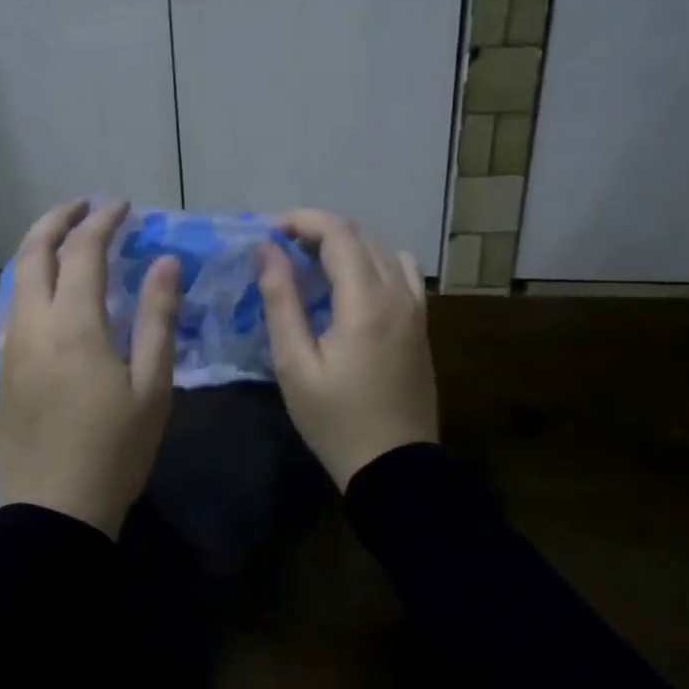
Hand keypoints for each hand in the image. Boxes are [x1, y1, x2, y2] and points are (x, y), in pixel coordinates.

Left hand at [0, 199, 181, 538]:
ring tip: (65, 238)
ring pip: (15, 278)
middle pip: (33, 252)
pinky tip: (46, 293)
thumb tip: (165, 262)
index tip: (123, 205)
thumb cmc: (113, 451)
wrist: (51, 512)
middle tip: (84, 206)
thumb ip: (158, 318)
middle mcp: (33, 324)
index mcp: (73, 324)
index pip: (82, 251)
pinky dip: (27, 281)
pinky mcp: (2, 370)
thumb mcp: (152, 387)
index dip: (102, 221)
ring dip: (38, 248)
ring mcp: (11, 347)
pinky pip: (10, 307)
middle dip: (57, 219)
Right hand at [257, 210, 438, 490]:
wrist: (395, 466)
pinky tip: (349, 285)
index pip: (338, 233)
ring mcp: (416, 307)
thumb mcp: (294, 364)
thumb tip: (267, 250)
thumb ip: (281, 300)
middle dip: (318, 230)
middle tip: (280, 248)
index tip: (269, 232)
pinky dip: (371, 261)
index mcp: (366, 301)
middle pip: (360, 235)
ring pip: (381, 249)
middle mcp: (398, 293)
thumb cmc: (336, 419)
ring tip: (311, 263)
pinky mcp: (421, 322)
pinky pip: (400, 271)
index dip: (301, 221)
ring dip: (345, 244)